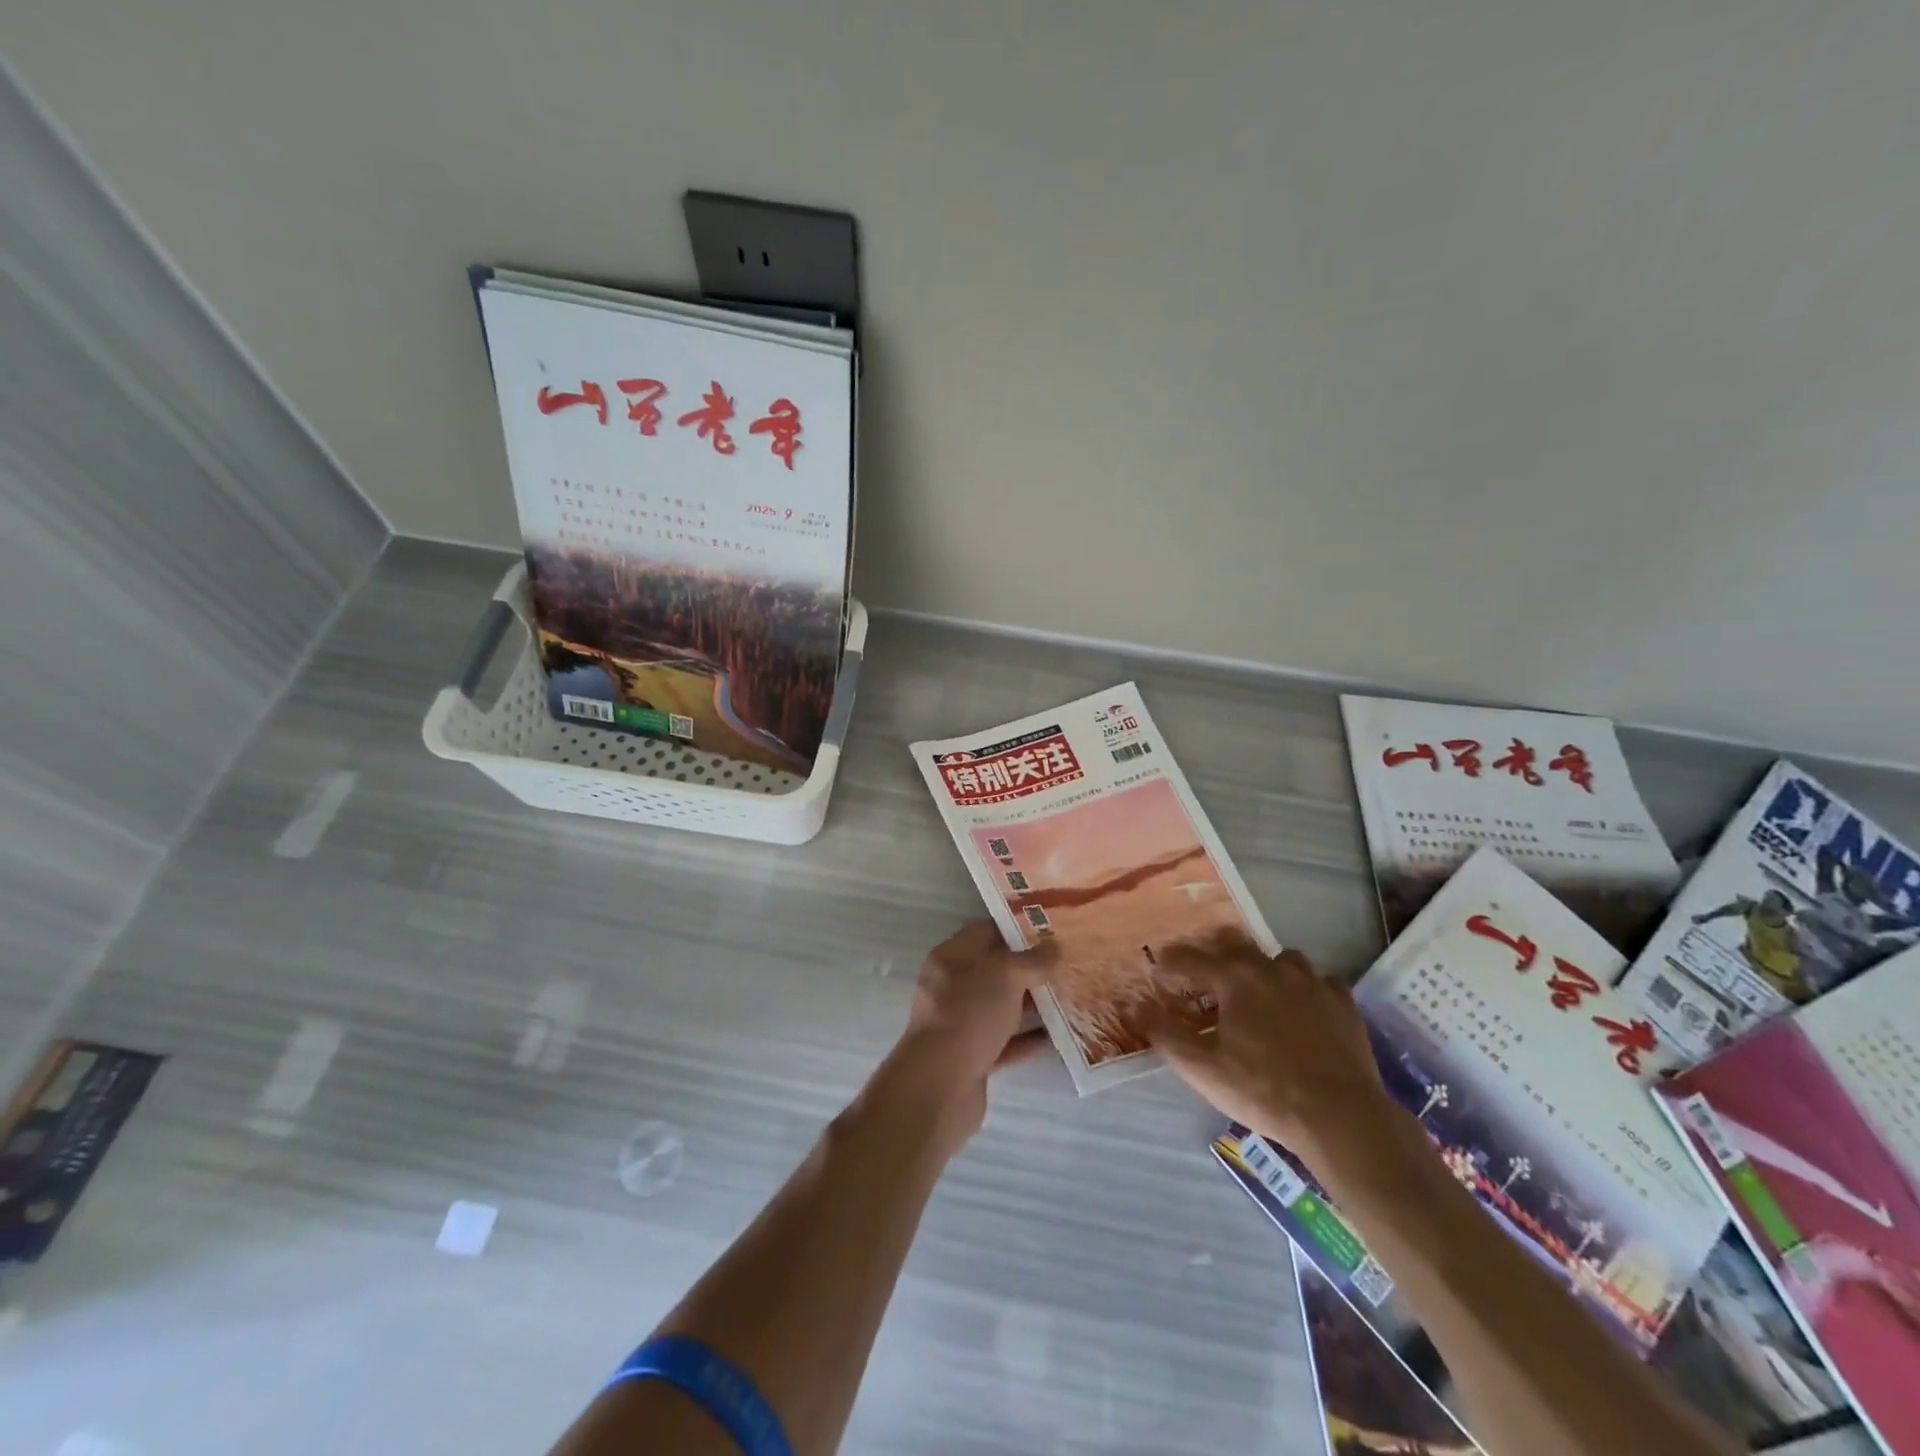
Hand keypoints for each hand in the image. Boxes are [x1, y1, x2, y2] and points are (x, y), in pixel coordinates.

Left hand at [884, 921, 1053, 1145]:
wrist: (940, 1086)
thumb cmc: (969, 1014)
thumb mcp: (1005, 976)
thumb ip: (1031, 960)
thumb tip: (1053, 946)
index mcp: (951, 957)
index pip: (985, 932)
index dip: (1016, 928)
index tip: (1050, 930)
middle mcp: (952, 987)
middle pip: (995, 971)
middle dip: (1028, 968)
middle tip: (1066, 964)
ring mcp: (961, 1023)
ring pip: (1001, 1007)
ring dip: (1031, 1004)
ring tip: (1068, 997)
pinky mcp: (972, 1058)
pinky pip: (1004, 1041)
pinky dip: (1027, 1038)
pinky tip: (1056, 1036)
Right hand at [1144, 930, 1406, 1180]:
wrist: (1340, 1116)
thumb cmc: (1263, 1090)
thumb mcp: (1202, 1068)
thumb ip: (1165, 1034)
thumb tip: (1134, 1007)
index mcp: (1233, 979)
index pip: (1190, 958)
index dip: (1170, 961)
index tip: (1158, 966)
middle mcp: (1270, 968)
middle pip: (1235, 945)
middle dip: (1214, 953)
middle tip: (1204, 972)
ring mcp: (1311, 982)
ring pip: (1279, 959)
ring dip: (1262, 968)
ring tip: (1256, 989)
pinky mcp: (1342, 1001)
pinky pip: (1317, 981)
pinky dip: (1304, 988)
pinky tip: (1302, 1008)